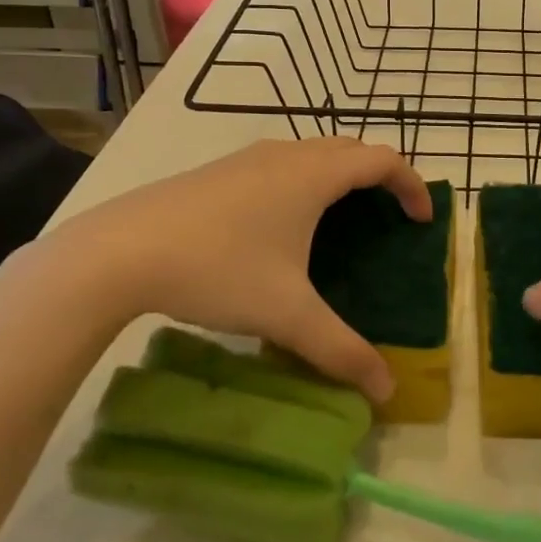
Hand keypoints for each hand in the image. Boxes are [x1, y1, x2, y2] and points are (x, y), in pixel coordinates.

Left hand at [10, 137, 431, 400]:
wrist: (118, 251)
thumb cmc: (217, 268)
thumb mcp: (285, 314)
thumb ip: (340, 350)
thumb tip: (386, 391)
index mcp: (314, 175)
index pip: (382, 160)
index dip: (411, 185)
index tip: (422, 220)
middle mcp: (286, 154)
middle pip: (350, 150)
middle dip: (378, 177)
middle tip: (388, 218)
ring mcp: (247, 158)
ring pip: (311, 153)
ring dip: (338, 176)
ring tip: (341, 220)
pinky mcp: (218, 171)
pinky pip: (280, 164)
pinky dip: (303, 181)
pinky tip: (280, 227)